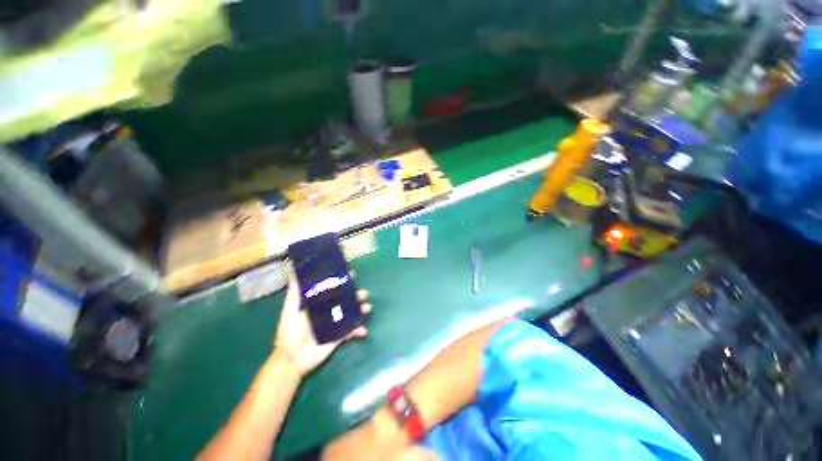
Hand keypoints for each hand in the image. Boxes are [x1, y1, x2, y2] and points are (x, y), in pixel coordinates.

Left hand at [274, 278, 369, 376]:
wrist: (292, 360)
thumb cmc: (290, 333)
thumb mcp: (290, 311)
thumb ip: (294, 294)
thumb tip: (294, 274)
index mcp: (319, 303)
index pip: (333, 289)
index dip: (343, 281)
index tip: (351, 273)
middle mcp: (329, 311)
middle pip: (346, 299)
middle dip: (356, 294)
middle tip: (363, 293)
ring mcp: (336, 324)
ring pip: (352, 312)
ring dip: (361, 309)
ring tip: (367, 308)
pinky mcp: (339, 336)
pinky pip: (352, 331)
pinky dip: (359, 329)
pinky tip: (363, 330)